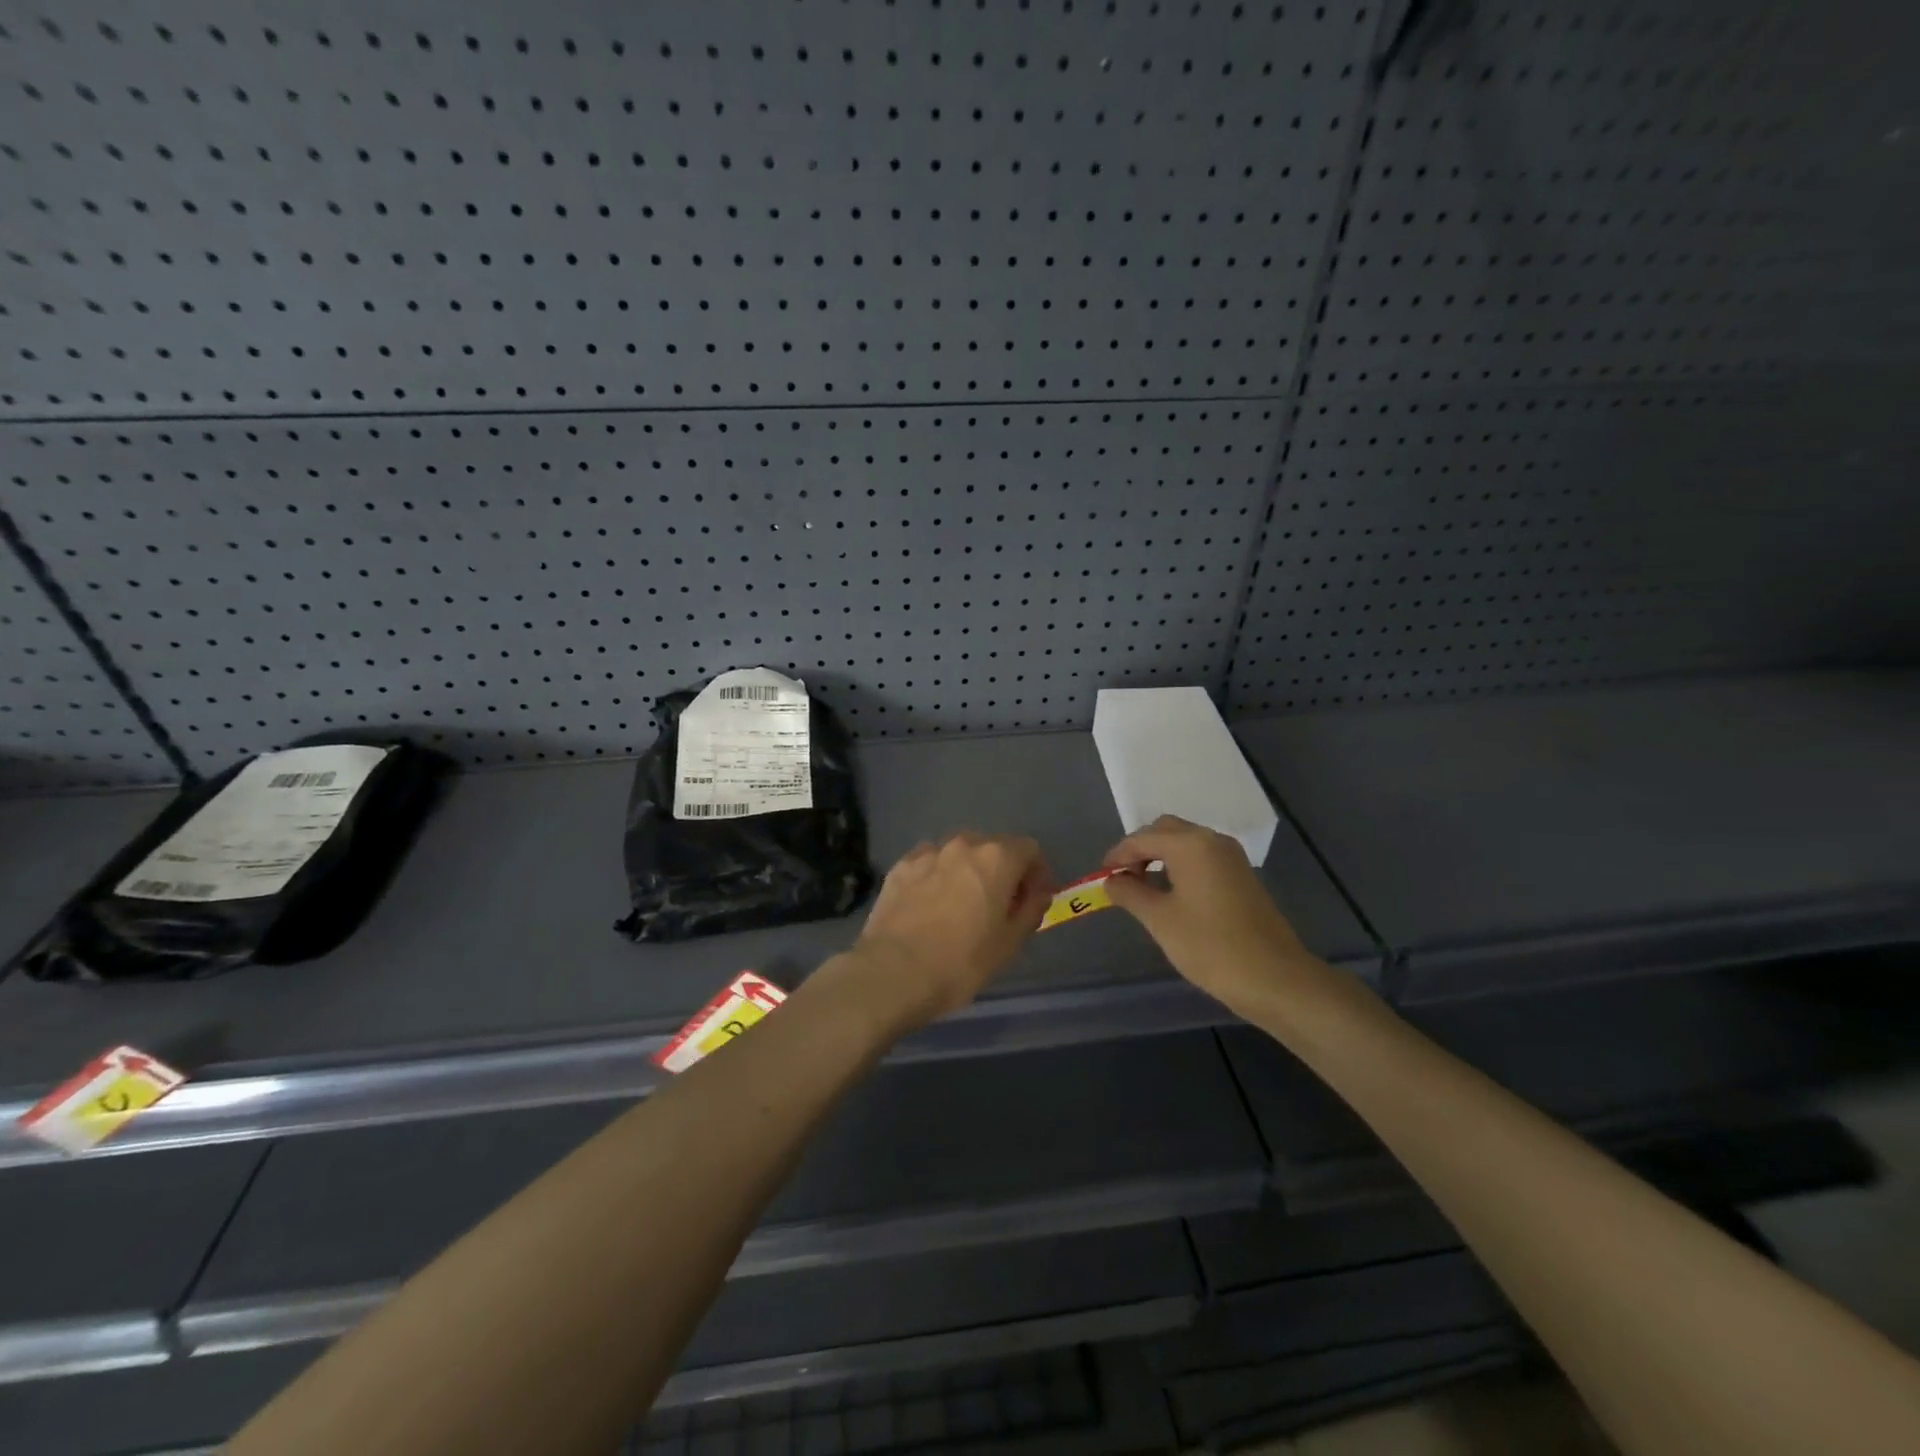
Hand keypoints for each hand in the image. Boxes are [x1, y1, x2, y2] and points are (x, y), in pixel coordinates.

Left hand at [837, 833, 1053, 1031]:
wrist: (892, 973)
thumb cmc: (961, 962)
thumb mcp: (1009, 944)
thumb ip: (1030, 910)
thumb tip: (1037, 894)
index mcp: (996, 858)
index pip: (1029, 849)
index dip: (1037, 874)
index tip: (1033, 900)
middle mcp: (962, 845)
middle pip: (992, 847)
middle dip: (1002, 871)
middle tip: (999, 905)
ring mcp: (927, 853)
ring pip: (958, 854)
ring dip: (967, 872)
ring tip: (961, 904)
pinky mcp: (899, 867)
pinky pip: (928, 864)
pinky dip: (937, 877)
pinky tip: (930, 905)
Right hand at [1102, 815, 1320, 1014]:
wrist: (1274, 978)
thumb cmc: (1210, 946)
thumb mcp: (1160, 920)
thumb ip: (1130, 893)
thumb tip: (1112, 880)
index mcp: (1190, 845)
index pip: (1142, 838)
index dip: (1118, 855)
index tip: (1101, 877)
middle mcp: (1212, 840)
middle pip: (1166, 830)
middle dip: (1140, 849)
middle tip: (1123, 879)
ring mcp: (1232, 857)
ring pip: (1186, 842)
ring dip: (1160, 856)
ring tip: (1143, 887)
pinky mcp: (1242, 876)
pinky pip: (1202, 857)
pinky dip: (1181, 865)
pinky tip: (1172, 894)